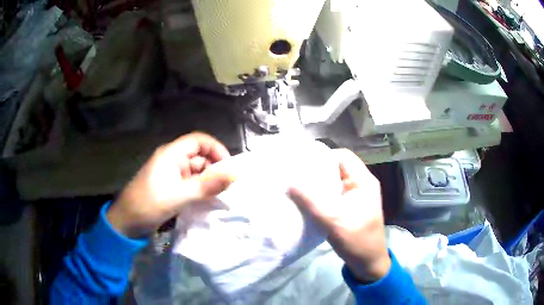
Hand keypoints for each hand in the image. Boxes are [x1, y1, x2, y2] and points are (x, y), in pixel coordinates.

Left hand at [107, 132, 233, 237]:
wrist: (127, 223)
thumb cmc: (149, 205)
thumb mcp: (180, 196)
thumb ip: (208, 185)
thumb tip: (236, 174)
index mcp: (171, 154)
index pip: (200, 141)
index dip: (216, 149)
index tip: (229, 168)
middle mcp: (172, 159)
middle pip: (200, 156)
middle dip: (215, 169)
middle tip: (227, 187)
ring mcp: (171, 174)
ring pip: (196, 171)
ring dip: (208, 181)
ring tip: (219, 196)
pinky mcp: (171, 186)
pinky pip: (190, 183)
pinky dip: (200, 189)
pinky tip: (207, 200)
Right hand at [288, 149, 390, 282]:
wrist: (368, 263)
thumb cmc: (357, 241)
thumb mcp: (334, 220)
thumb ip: (311, 201)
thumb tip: (289, 182)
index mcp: (364, 181)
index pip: (343, 156)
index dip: (323, 157)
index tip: (302, 165)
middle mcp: (361, 184)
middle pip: (337, 168)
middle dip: (317, 171)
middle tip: (295, 175)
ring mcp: (355, 196)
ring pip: (333, 182)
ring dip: (317, 184)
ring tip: (297, 186)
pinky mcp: (349, 207)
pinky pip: (332, 194)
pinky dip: (320, 195)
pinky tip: (306, 200)